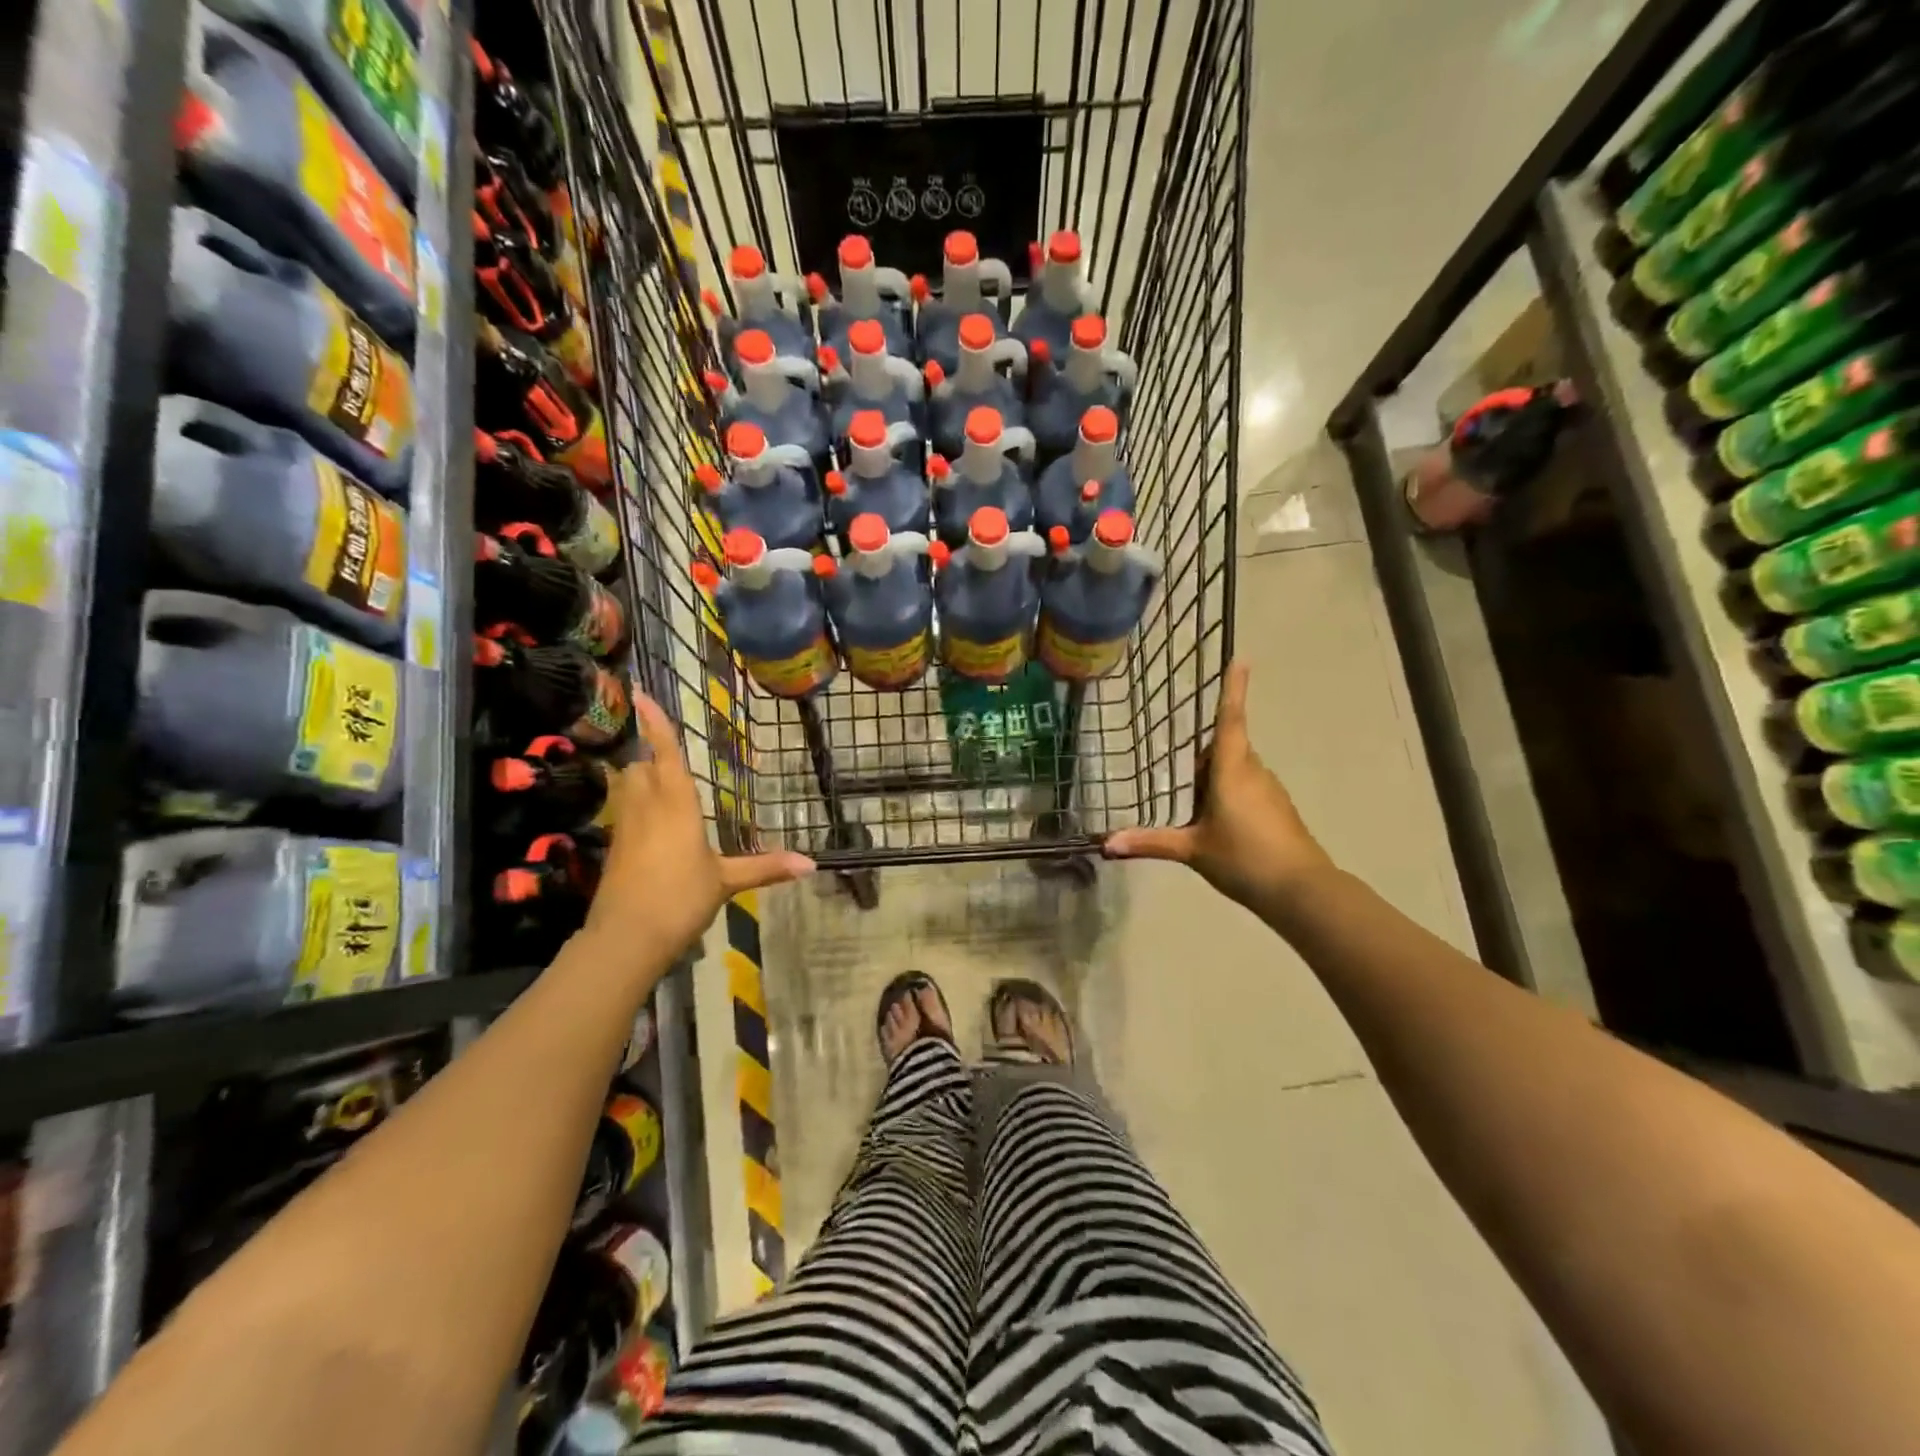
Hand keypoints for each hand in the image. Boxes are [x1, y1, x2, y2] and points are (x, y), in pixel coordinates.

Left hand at [584, 692, 813, 957]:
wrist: (626, 938)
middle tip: (663, 748)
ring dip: (638, 776)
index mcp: (675, 805)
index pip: (665, 754)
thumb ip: (765, 867)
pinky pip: (623, 813)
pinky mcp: (615, 850)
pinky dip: (634, 806)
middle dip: (648, 754)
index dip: (655, 723)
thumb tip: (812, 863)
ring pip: (626, 788)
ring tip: (656, 777)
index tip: (640, 693)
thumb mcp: (727, 881)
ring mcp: (625, 829)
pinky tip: (649, 823)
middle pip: (639, 767)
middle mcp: (645, 808)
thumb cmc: (680, 898)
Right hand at [1103, 661, 1332, 908]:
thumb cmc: (1244, 859)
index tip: (1242, 659)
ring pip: (1238, 769)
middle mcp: (1253, 771)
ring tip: (1199, 811)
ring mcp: (1270, 790)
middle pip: (1227, 748)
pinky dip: (1232, 796)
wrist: (1301, 891)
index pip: (1230, 720)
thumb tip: (1106, 844)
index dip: (1233, 689)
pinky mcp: (1279, 808)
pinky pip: (1249, 788)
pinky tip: (1223, 828)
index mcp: (1231, 770)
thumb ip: (1150, 842)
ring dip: (1217, 779)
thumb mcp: (1192, 850)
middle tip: (1184, 780)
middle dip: (1206, 757)